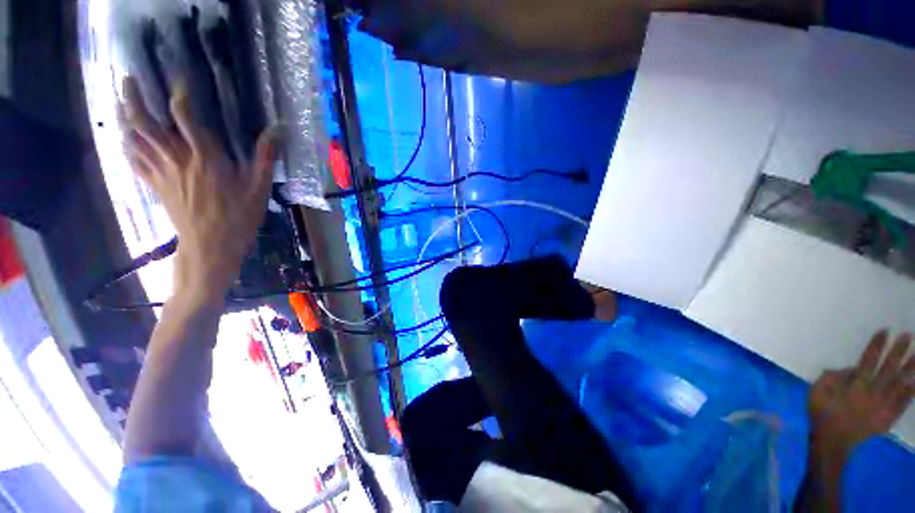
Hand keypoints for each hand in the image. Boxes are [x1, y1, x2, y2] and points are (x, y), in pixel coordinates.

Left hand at [121, 77, 279, 299]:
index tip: (181, 80)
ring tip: (120, 101)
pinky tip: (124, 138)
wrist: (211, 246)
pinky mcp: (156, 186)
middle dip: (134, 98)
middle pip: (146, 123)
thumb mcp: (259, 188)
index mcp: (205, 157)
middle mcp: (177, 159)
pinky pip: (135, 160)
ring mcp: (162, 172)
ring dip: (124, 117)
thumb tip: (278, 130)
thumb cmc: (239, 217)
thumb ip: (265, 157)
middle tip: (128, 78)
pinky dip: (127, 145)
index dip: (181, 95)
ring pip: (135, 138)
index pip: (185, 117)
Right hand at [809, 330, 913, 457]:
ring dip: (910, 369)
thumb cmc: (822, 411)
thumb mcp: (818, 390)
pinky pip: (902, 403)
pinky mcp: (887, 417)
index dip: (877, 345)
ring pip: (900, 384)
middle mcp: (873, 391)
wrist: (832, 441)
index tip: (886, 330)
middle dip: (898, 351)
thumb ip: (833, 377)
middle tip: (908, 335)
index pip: (869, 359)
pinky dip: (910, 392)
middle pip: (888, 368)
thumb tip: (851, 368)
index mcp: (856, 384)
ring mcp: (882, 405)